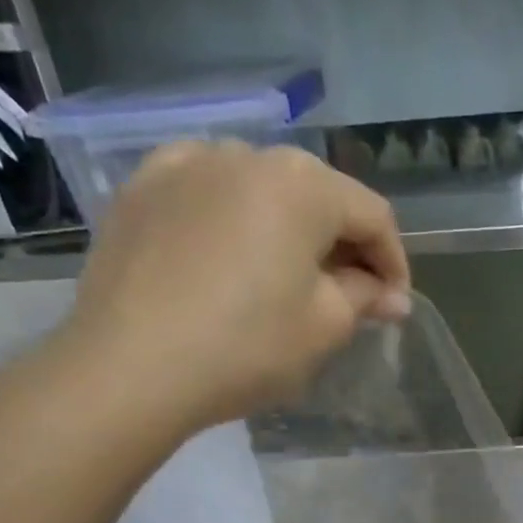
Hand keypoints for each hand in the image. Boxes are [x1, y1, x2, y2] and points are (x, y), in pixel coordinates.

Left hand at [52, 140, 410, 440]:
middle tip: (351, 295)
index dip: (394, 263)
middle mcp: (247, 155)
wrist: (128, 368)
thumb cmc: (246, 346)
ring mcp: (186, 164)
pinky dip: (232, 218)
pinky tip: (230, 252)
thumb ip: (365, 297)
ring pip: (262, 190)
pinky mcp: (142, 188)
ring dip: (289, 229)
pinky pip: (207, 193)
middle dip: (344, 245)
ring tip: (289, 276)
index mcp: (303, 184)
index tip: (393, 306)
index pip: (373, 216)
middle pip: (318, 196)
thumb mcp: (325, 326)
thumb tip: (391, 295)